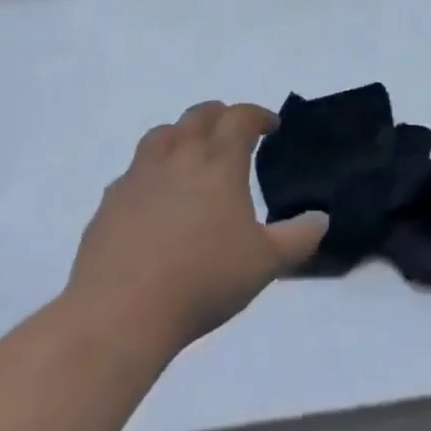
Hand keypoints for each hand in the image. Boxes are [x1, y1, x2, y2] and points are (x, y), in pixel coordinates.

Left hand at [63, 101, 327, 357]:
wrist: (119, 314)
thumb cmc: (202, 281)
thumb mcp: (265, 263)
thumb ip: (298, 238)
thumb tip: (321, 218)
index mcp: (219, 162)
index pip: (240, 118)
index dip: (258, 115)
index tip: (271, 126)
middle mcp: (179, 157)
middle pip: (199, 116)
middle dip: (220, 116)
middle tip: (232, 131)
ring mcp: (138, 177)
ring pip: (161, 135)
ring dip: (181, 134)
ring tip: (190, 152)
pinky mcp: (109, 204)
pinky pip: (133, 172)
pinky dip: (149, 171)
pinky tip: (153, 197)